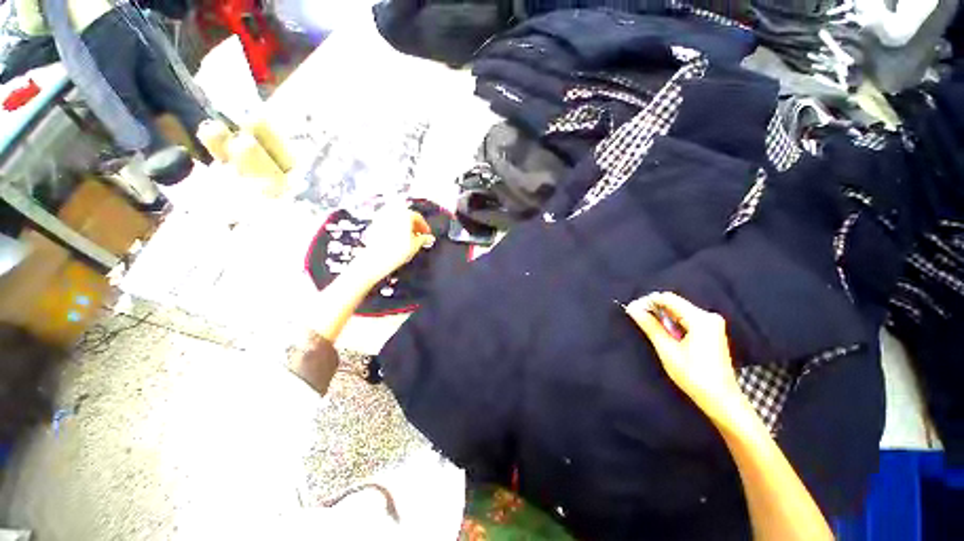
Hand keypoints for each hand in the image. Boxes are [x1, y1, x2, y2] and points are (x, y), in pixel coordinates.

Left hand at [348, 206, 434, 285]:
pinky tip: (395, 239)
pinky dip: (393, 228)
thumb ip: (424, 239)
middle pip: (406, 216)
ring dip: (403, 226)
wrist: (377, 259)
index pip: (417, 217)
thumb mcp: (416, 245)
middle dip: (413, 225)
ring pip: (396, 219)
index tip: (426, 233)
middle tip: (418, 235)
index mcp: (404, 214)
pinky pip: (387, 223)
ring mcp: (381, 218)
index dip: (423, 226)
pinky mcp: (373, 225)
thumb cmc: (398, 251)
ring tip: (407, 237)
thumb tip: (430, 238)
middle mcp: (392, 212)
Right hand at [626, 292, 745, 423]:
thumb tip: (632, 308)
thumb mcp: (667, 349)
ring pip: (679, 312)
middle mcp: (708, 316)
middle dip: (654, 310)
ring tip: (649, 328)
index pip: (668, 298)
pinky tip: (665, 334)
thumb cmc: (693, 375)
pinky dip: (673, 324)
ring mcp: (712, 324)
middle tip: (638, 319)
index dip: (648, 301)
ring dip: (663, 318)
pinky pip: (687, 320)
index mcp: (700, 318)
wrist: (721, 399)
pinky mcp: (712, 332)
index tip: (632, 310)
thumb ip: (649, 325)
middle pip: (675, 304)